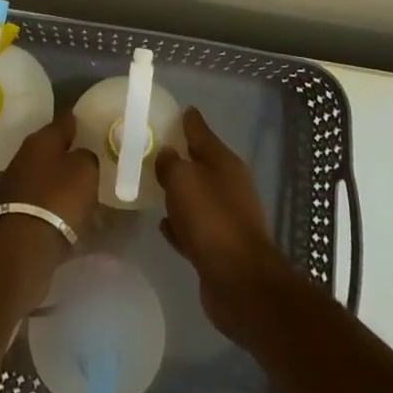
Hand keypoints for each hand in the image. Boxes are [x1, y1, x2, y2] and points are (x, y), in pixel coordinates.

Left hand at [0, 113, 99, 300]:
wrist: (22, 247)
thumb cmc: (58, 198)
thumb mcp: (85, 170)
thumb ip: (87, 156)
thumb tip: (81, 156)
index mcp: (42, 139)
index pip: (66, 120)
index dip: (81, 120)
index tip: (94, 122)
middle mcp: (25, 155)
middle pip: (54, 148)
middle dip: (71, 153)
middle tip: (93, 159)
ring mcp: (17, 183)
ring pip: (48, 175)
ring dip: (64, 181)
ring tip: (86, 190)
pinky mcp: (15, 211)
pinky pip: (44, 200)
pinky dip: (57, 204)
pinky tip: (72, 213)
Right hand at [155, 107, 294, 345]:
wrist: (240, 283)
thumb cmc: (212, 220)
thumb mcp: (184, 180)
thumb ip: (171, 163)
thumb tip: (167, 154)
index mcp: (224, 163)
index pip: (202, 132)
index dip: (189, 120)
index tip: (178, 110)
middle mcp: (229, 186)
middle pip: (200, 164)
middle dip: (181, 156)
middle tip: (154, 148)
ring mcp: (226, 218)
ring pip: (196, 196)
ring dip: (179, 192)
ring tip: (153, 185)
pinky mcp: (218, 248)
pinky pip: (193, 227)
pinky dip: (180, 224)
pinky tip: (162, 224)